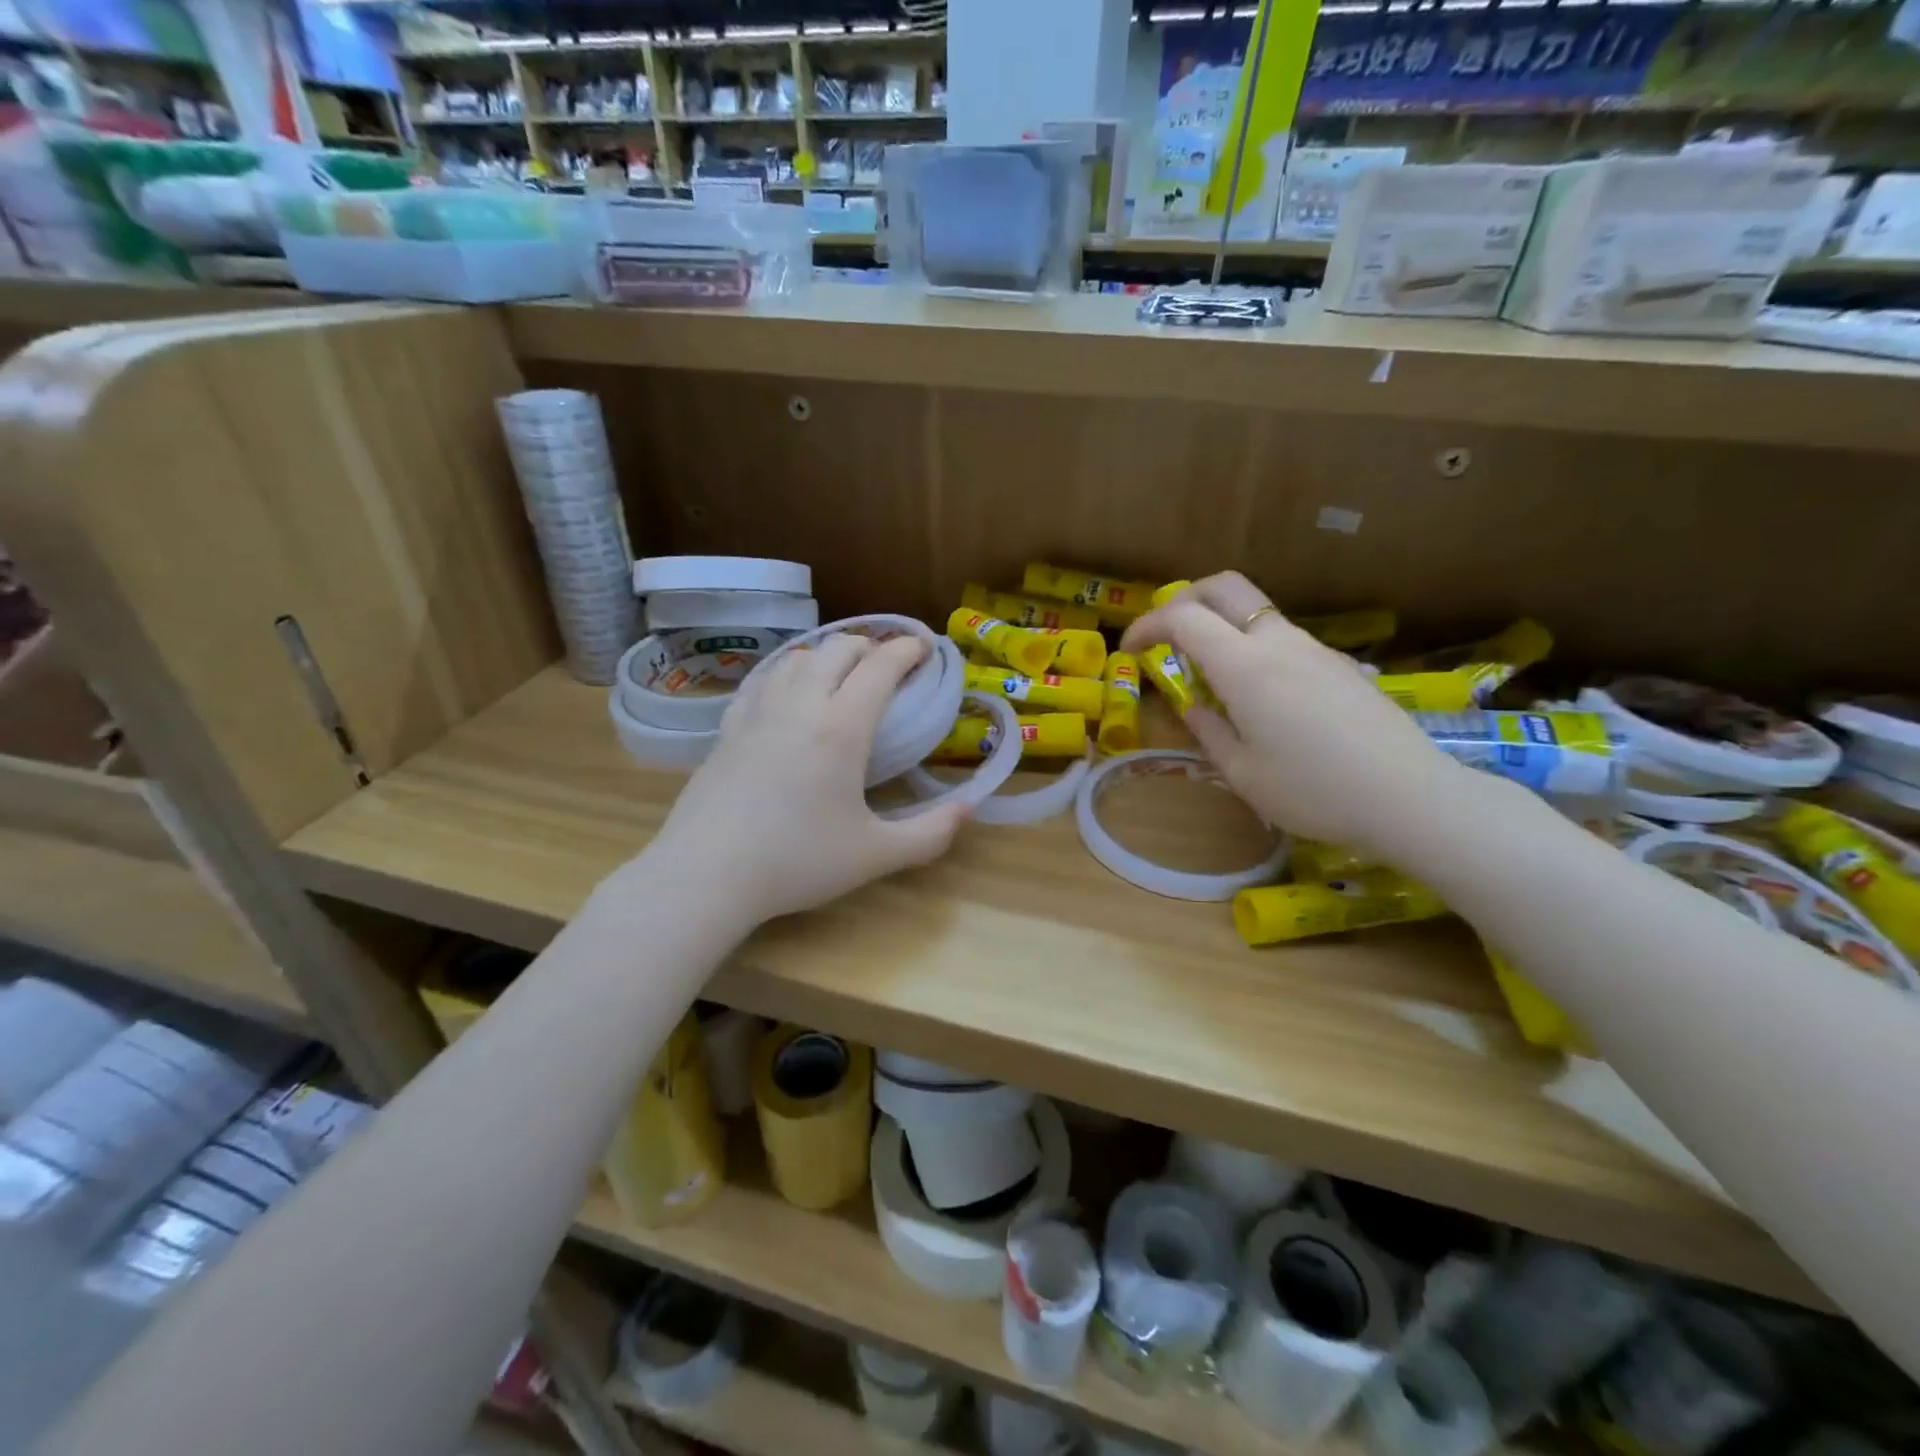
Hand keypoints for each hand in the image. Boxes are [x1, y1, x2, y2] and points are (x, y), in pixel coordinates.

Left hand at [646, 634, 966, 925]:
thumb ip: (930, 833)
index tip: (923, 648)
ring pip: (797, 658)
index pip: (880, 666)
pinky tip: (787, 693)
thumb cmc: (797, 861)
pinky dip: (787, 673)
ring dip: (827, 655)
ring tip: (840, 677)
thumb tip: (968, 808)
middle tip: (887, 666)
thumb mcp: (875, 855)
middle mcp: (800, 704)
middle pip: (837, 649)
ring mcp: (758, 712)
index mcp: (842, 727)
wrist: (707, 874)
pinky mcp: (728, 727)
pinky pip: (763, 680)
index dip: (906, 650)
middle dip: (869, 646)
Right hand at [1121, 572, 1468, 857]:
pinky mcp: (1341, 664)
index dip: (1147, 626)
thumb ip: (1209, 731)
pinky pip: (1286, 639)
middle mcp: (1278, 642)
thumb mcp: (1242, 772)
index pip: (1182, 619)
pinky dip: (1256, 648)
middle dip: (1184, 599)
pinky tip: (1264, 696)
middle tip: (1167, 635)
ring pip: (1256, 612)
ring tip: (1212, 675)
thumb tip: (1194, 707)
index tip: (1130, 650)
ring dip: (1222, 626)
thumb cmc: (1312, 790)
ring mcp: (1315, 648)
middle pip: (1223, 587)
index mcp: (1244, 665)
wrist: (1408, 797)